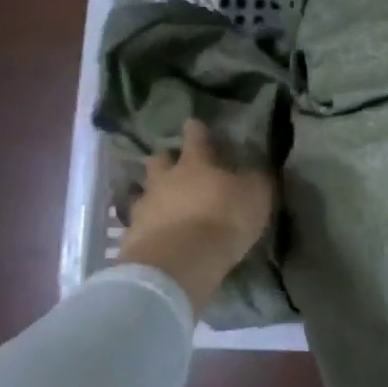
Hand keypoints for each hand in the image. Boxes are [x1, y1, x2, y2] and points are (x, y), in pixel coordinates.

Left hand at [117, 120, 275, 314]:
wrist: (179, 263)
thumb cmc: (223, 220)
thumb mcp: (255, 195)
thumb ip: (254, 178)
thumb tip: (253, 169)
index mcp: (195, 163)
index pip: (196, 136)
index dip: (197, 130)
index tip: (195, 124)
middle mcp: (165, 178)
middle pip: (159, 160)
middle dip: (166, 160)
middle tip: (174, 168)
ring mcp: (144, 206)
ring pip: (143, 192)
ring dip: (152, 195)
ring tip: (162, 206)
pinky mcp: (132, 236)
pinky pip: (137, 224)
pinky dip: (146, 227)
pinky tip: (155, 236)